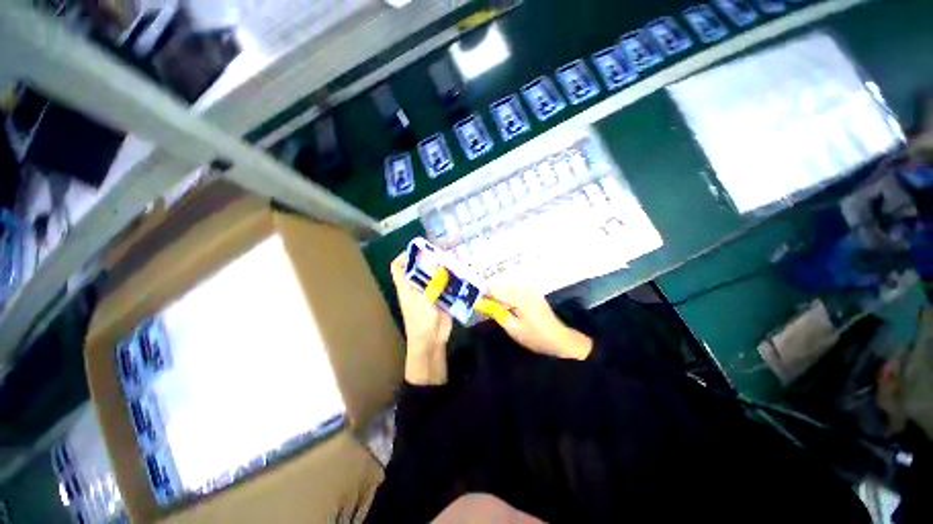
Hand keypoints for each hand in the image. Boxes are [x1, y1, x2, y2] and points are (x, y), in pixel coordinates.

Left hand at [391, 251, 452, 384]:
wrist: (432, 342)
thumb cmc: (421, 323)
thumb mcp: (424, 302)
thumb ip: (432, 285)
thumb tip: (439, 267)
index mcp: (406, 287)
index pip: (398, 267)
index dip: (404, 257)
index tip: (418, 250)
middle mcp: (417, 287)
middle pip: (419, 268)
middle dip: (429, 259)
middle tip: (442, 253)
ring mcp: (429, 292)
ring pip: (434, 275)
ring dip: (442, 268)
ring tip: (453, 261)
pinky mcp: (441, 298)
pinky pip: (445, 285)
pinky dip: (451, 279)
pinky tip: (461, 275)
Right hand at [489, 286, 592, 359]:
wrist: (558, 338)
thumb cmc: (535, 337)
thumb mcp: (512, 328)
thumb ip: (496, 312)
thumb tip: (481, 302)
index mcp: (519, 297)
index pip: (494, 289)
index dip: (482, 293)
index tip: (473, 299)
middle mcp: (524, 288)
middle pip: (500, 284)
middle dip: (489, 292)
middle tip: (481, 303)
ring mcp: (530, 288)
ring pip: (506, 286)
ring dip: (498, 293)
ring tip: (492, 305)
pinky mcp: (532, 291)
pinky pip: (514, 288)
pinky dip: (506, 294)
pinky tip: (504, 305)